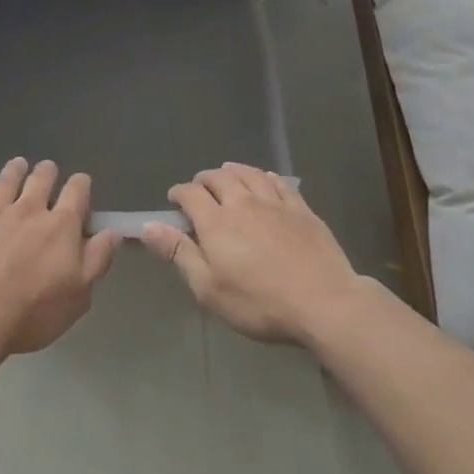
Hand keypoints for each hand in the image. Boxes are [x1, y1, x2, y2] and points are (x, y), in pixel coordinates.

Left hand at [0, 158, 120, 357]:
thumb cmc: (34, 310)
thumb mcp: (79, 293)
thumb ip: (97, 259)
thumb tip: (113, 232)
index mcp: (60, 226)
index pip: (76, 193)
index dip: (81, 184)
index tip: (81, 182)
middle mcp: (29, 210)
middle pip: (40, 180)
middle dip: (47, 171)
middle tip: (47, 168)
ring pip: (6, 182)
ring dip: (14, 170)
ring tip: (18, 163)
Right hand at [141, 163, 362, 343]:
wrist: (324, 303)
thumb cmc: (259, 303)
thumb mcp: (209, 288)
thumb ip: (179, 253)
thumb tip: (148, 226)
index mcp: (216, 221)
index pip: (191, 194)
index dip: (179, 193)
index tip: (174, 200)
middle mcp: (243, 202)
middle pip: (219, 177)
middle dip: (204, 179)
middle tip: (199, 187)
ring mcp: (275, 203)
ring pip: (249, 174)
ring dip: (233, 171)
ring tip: (226, 173)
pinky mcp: (302, 209)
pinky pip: (279, 182)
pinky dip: (265, 176)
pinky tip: (265, 179)